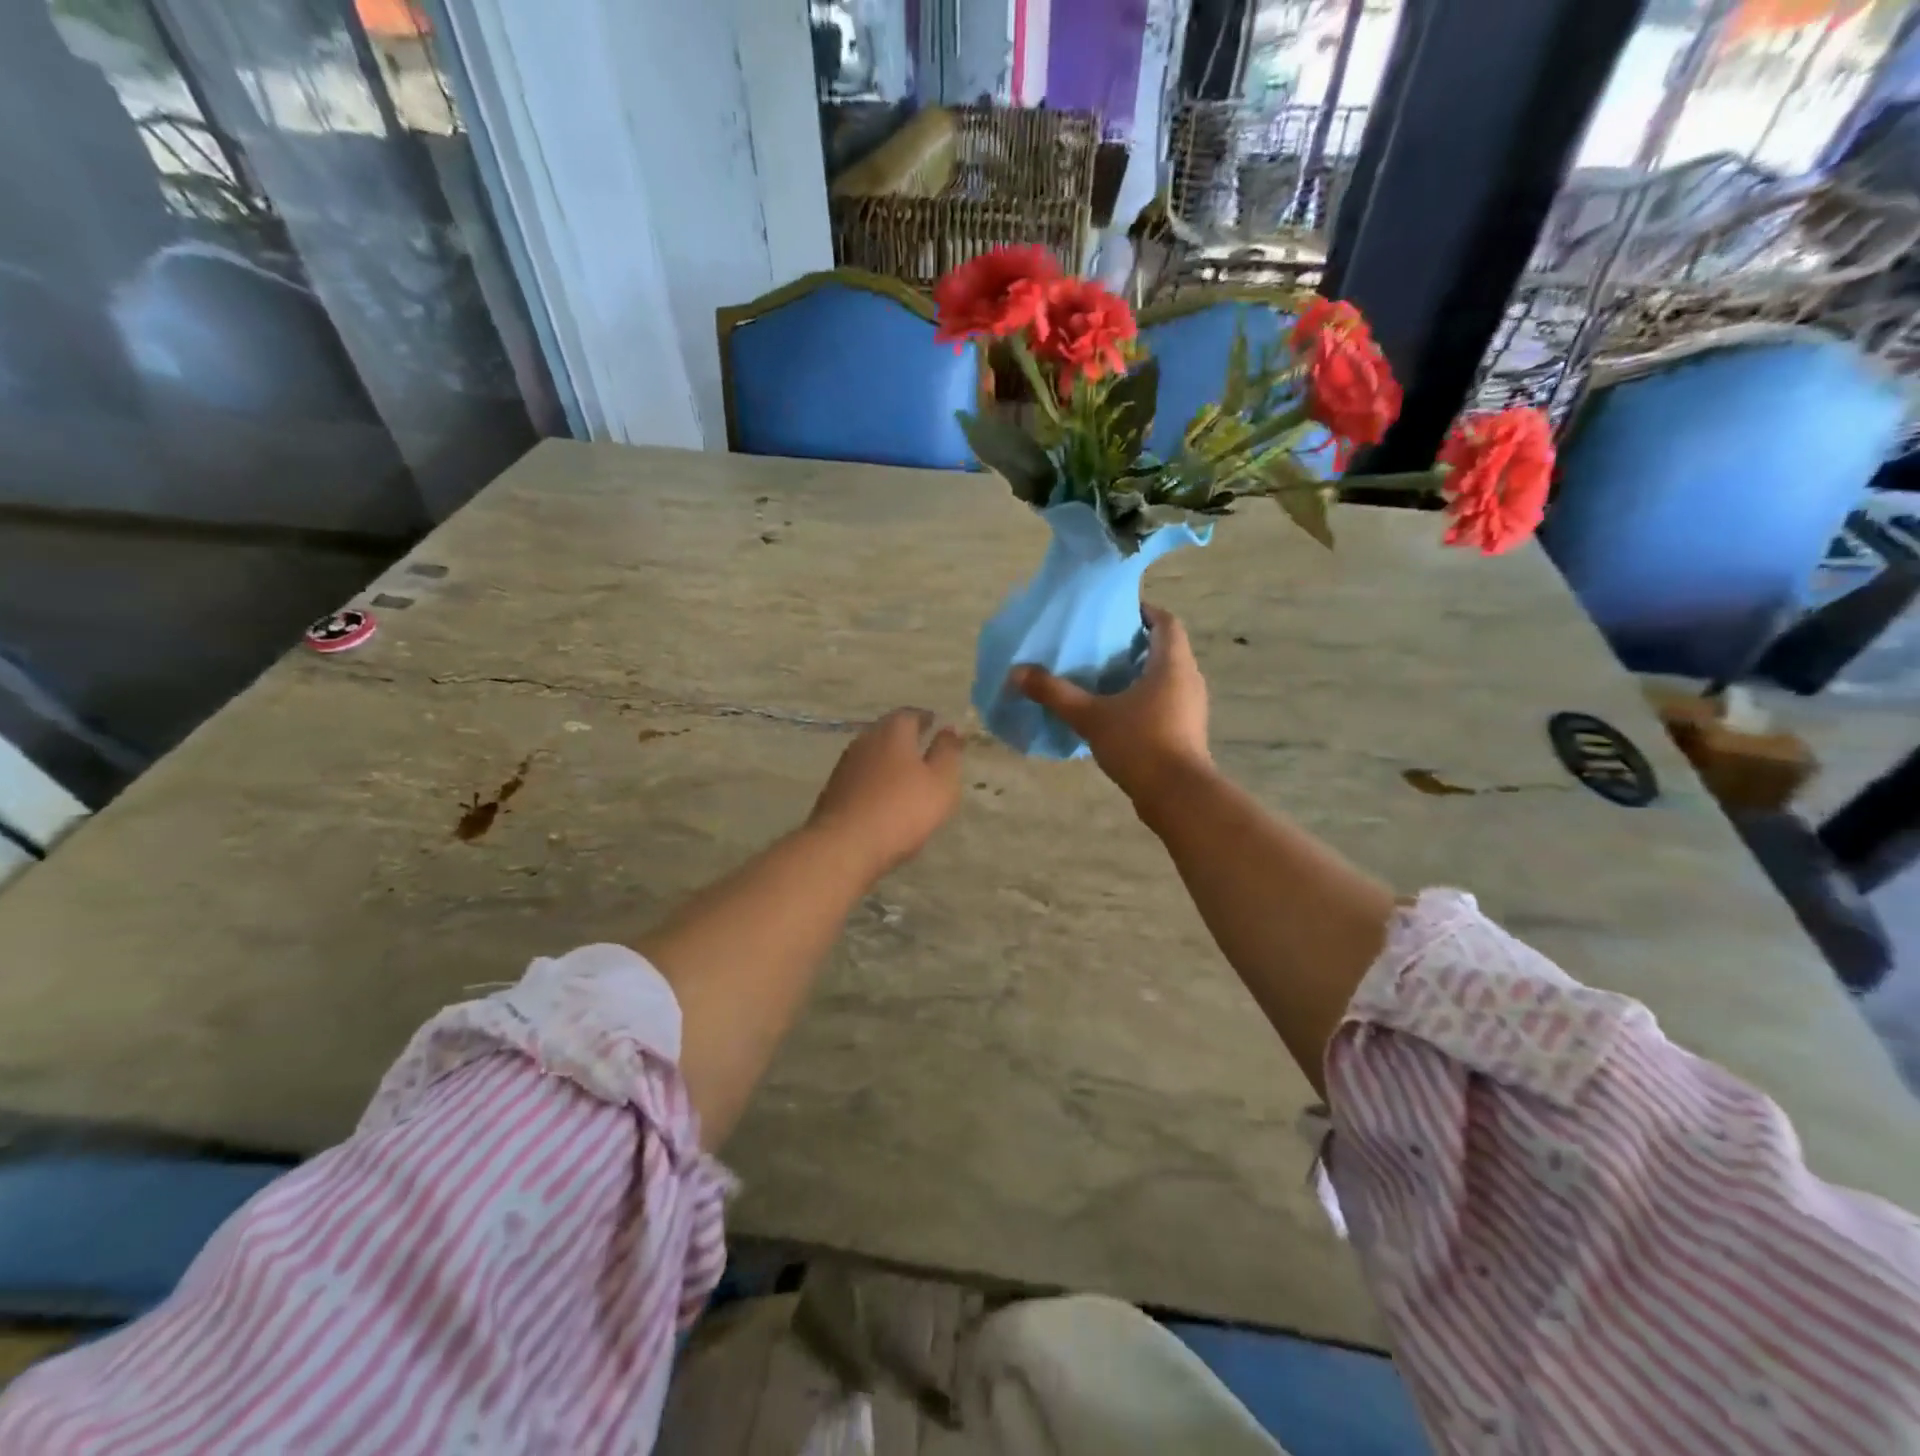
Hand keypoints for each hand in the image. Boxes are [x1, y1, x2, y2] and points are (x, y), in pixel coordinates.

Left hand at [807, 708, 965, 875]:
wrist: (845, 845)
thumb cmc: (901, 810)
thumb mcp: (940, 782)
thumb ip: (948, 753)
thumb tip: (950, 728)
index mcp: (892, 732)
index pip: (910, 714)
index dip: (925, 719)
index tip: (935, 725)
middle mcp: (865, 741)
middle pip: (888, 732)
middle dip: (906, 739)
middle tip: (923, 750)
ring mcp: (845, 766)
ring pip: (872, 755)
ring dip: (888, 762)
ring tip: (906, 777)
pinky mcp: (833, 790)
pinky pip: (861, 778)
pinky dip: (874, 782)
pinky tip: (883, 799)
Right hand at [1010, 604, 1211, 807]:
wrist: (1177, 795)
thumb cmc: (1139, 743)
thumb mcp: (1090, 716)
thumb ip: (1055, 693)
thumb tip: (1017, 672)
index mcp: (1172, 664)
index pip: (1166, 621)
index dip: (1145, 611)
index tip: (1116, 612)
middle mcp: (1188, 679)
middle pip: (1166, 648)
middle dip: (1136, 643)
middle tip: (1101, 644)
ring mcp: (1191, 707)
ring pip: (1166, 677)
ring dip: (1140, 673)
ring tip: (1104, 677)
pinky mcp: (1187, 731)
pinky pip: (1166, 702)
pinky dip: (1145, 698)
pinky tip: (1117, 712)